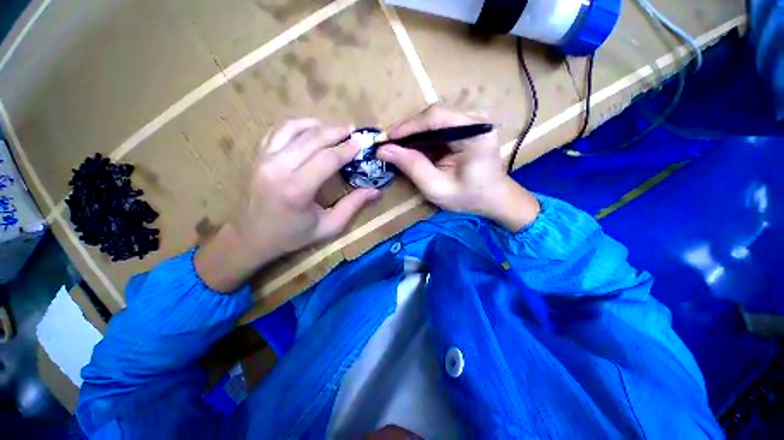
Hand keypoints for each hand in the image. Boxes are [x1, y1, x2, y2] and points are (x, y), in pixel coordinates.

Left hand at [195, 119, 379, 291]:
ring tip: (335, 129)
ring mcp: (264, 158)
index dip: (347, 149)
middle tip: (353, 131)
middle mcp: (278, 168)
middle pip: (312, 139)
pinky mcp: (258, 156)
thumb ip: (352, 206)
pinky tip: (311, 129)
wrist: (251, 237)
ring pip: (294, 128)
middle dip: (336, 132)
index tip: (361, 144)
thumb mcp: (328, 227)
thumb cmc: (292, 235)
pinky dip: (297, 125)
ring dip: (318, 125)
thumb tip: (376, 191)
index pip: (327, 158)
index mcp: (297, 189)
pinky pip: (279, 130)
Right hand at [377, 105, 538, 231]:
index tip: (386, 138)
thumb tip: (383, 150)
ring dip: (414, 134)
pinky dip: (423, 138)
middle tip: (388, 144)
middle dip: (409, 131)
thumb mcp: (437, 187)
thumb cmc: (469, 198)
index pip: (436, 117)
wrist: (494, 200)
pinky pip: (439, 128)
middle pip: (434, 116)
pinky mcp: (466, 129)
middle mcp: (475, 120)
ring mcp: (472, 122)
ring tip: (397, 147)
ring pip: (434, 120)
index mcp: (475, 132)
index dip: (408, 126)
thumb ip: (412, 167)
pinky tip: (412, 148)